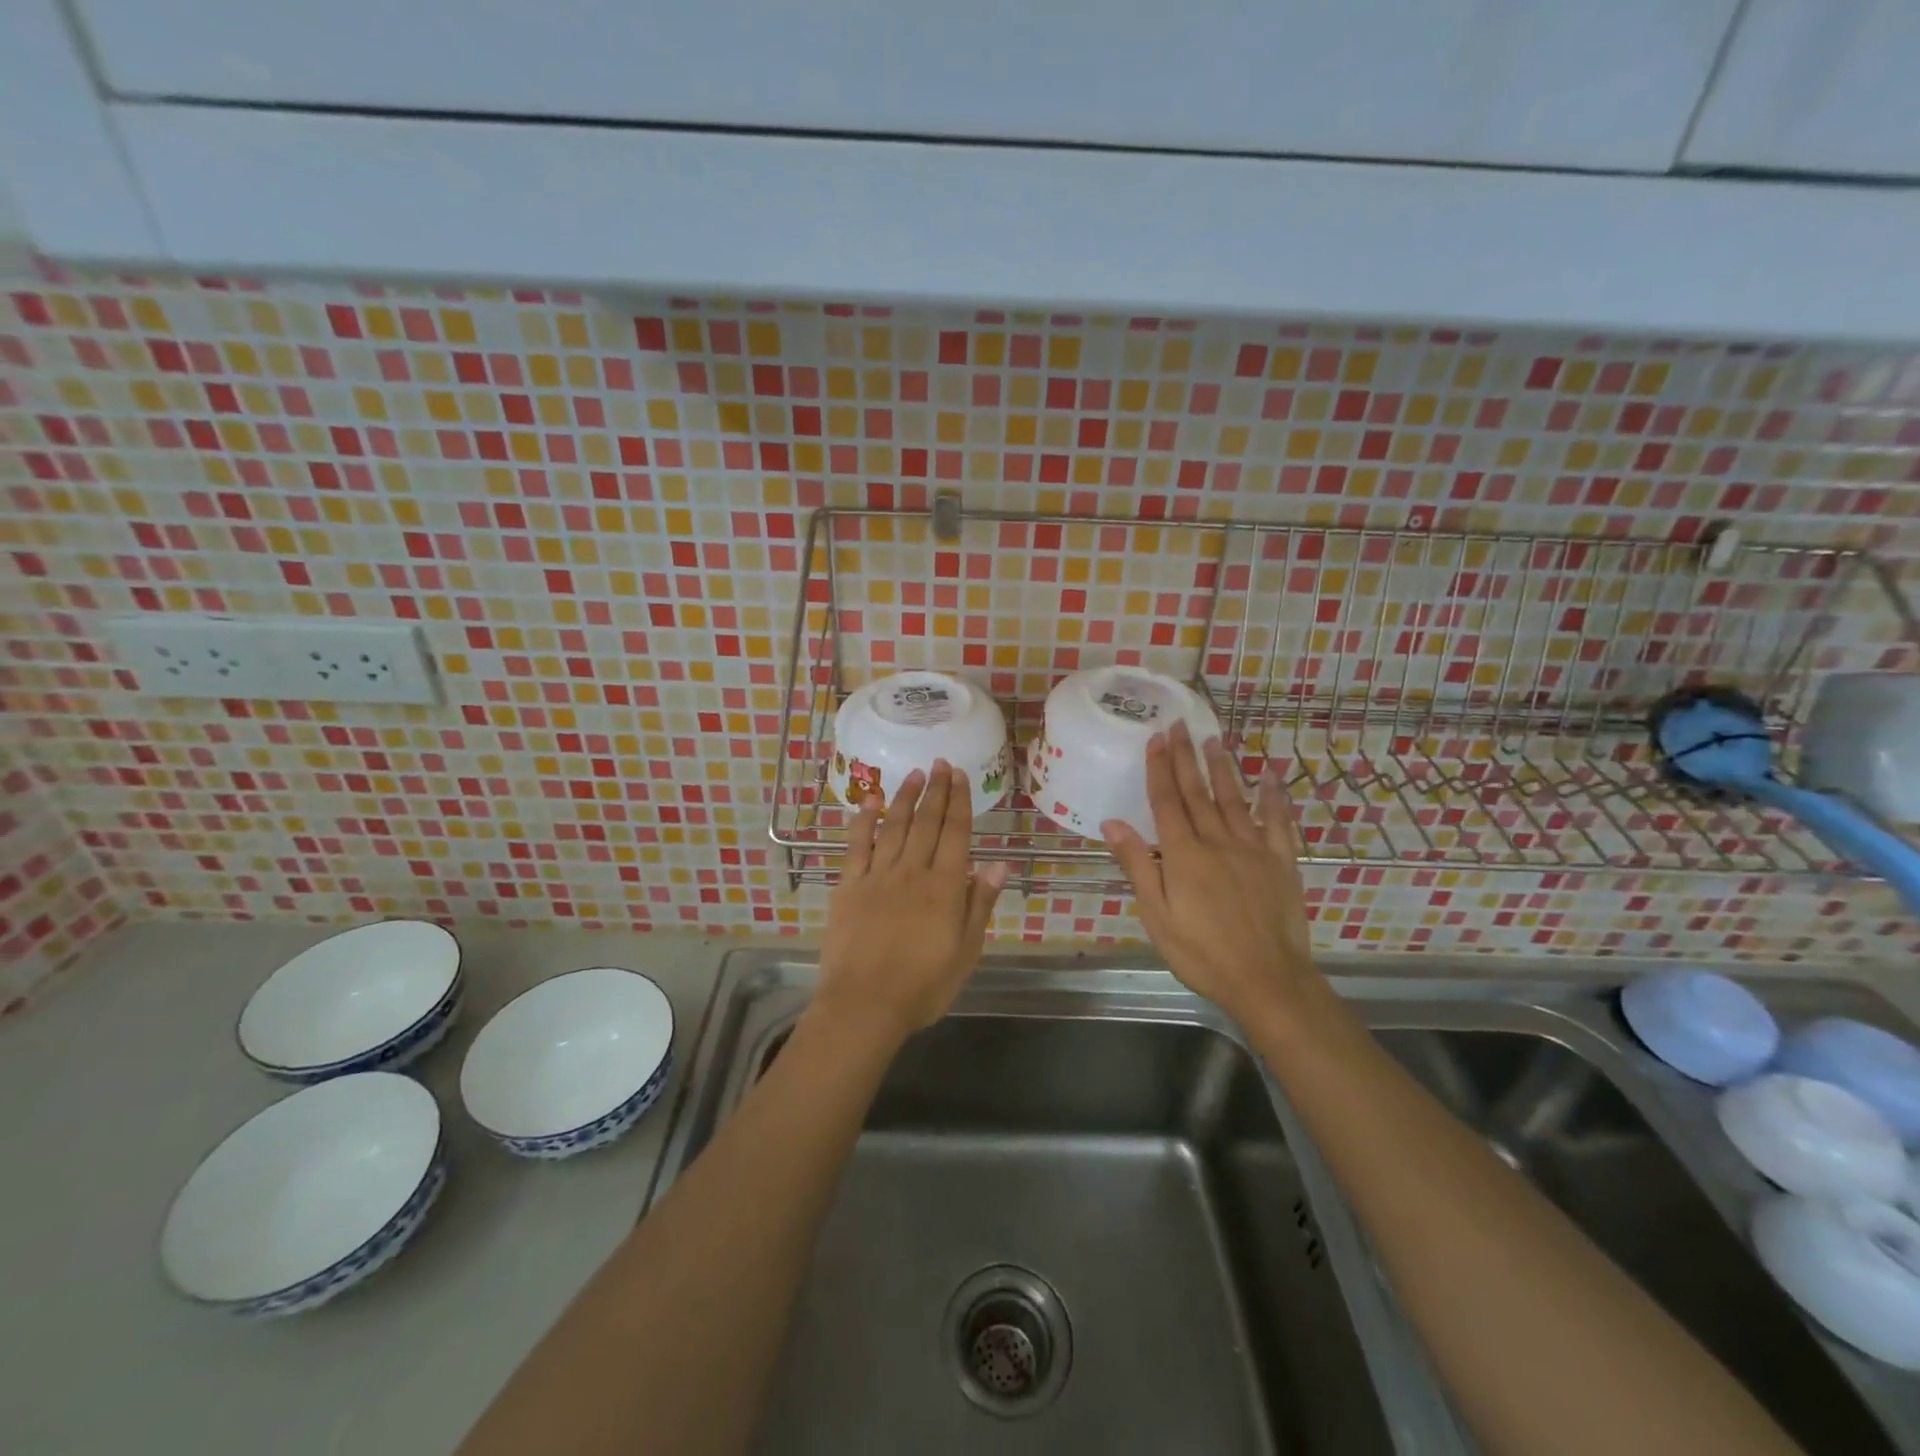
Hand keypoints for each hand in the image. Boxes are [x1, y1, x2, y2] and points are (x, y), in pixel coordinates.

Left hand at [813, 761, 1010, 1045]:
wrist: (865, 1005)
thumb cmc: (924, 985)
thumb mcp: (966, 951)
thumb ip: (980, 904)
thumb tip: (999, 863)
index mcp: (945, 887)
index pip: (956, 833)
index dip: (959, 801)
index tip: (960, 775)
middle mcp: (912, 871)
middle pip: (927, 823)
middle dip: (936, 791)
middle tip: (940, 764)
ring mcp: (878, 876)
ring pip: (894, 827)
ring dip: (905, 798)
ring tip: (915, 775)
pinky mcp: (849, 886)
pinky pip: (857, 845)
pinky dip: (863, 821)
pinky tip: (869, 801)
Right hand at [1102, 721, 1320, 1029]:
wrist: (1267, 980)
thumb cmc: (1202, 953)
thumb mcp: (1157, 916)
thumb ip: (1138, 866)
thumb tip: (1112, 824)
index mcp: (1183, 854)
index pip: (1166, 802)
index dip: (1159, 768)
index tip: (1156, 738)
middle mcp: (1217, 841)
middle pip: (1197, 792)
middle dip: (1186, 757)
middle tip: (1179, 725)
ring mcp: (1253, 848)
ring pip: (1234, 799)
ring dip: (1222, 768)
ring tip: (1213, 740)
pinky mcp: (1281, 861)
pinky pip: (1278, 822)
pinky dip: (1274, 797)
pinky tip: (1270, 775)